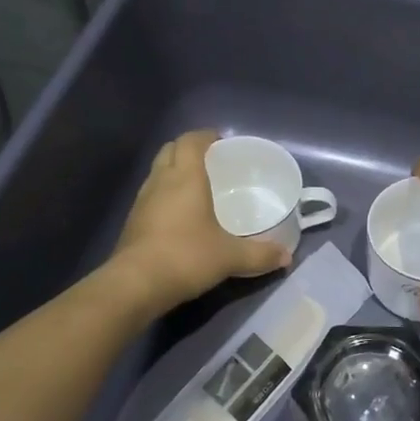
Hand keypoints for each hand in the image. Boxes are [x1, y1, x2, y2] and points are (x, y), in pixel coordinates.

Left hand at [109, 129, 290, 311]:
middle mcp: (161, 181)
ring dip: (173, 171)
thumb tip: (287, 257)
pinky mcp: (132, 221)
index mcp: (186, 177)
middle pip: (170, 150)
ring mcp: (142, 201)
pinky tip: (179, 215)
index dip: (205, 136)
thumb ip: (260, 254)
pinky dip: (164, 195)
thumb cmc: (186, 257)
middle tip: (210, 160)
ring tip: (195, 186)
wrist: (135, 284)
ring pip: (157, 172)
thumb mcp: (230, 257)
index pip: (191, 141)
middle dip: (188, 149)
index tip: (221, 140)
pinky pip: (150, 195)